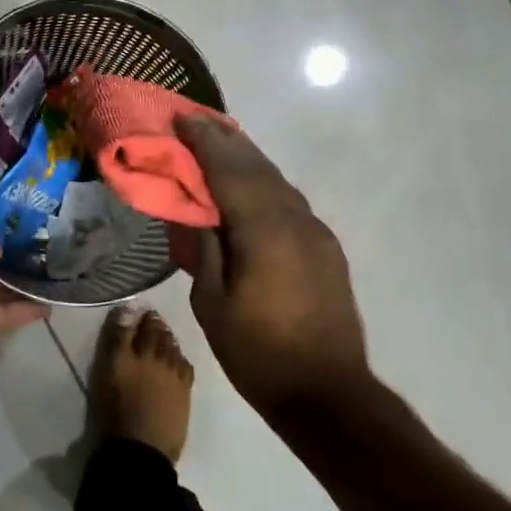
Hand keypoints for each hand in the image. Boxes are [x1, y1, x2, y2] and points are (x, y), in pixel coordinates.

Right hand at [173, 115, 371, 416]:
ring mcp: (317, 233)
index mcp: (264, 231)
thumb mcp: (212, 303)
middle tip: (197, 121)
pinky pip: (290, 202)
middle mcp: (296, 221)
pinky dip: (265, 184)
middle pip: (258, 168)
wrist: (327, 393)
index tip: (183, 118)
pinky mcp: (326, 249)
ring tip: (221, 143)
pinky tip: (251, 186)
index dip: (205, 142)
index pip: (230, 171)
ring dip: (248, 160)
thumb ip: (205, 249)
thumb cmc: (259, 353)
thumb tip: (197, 212)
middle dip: (226, 141)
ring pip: (278, 182)